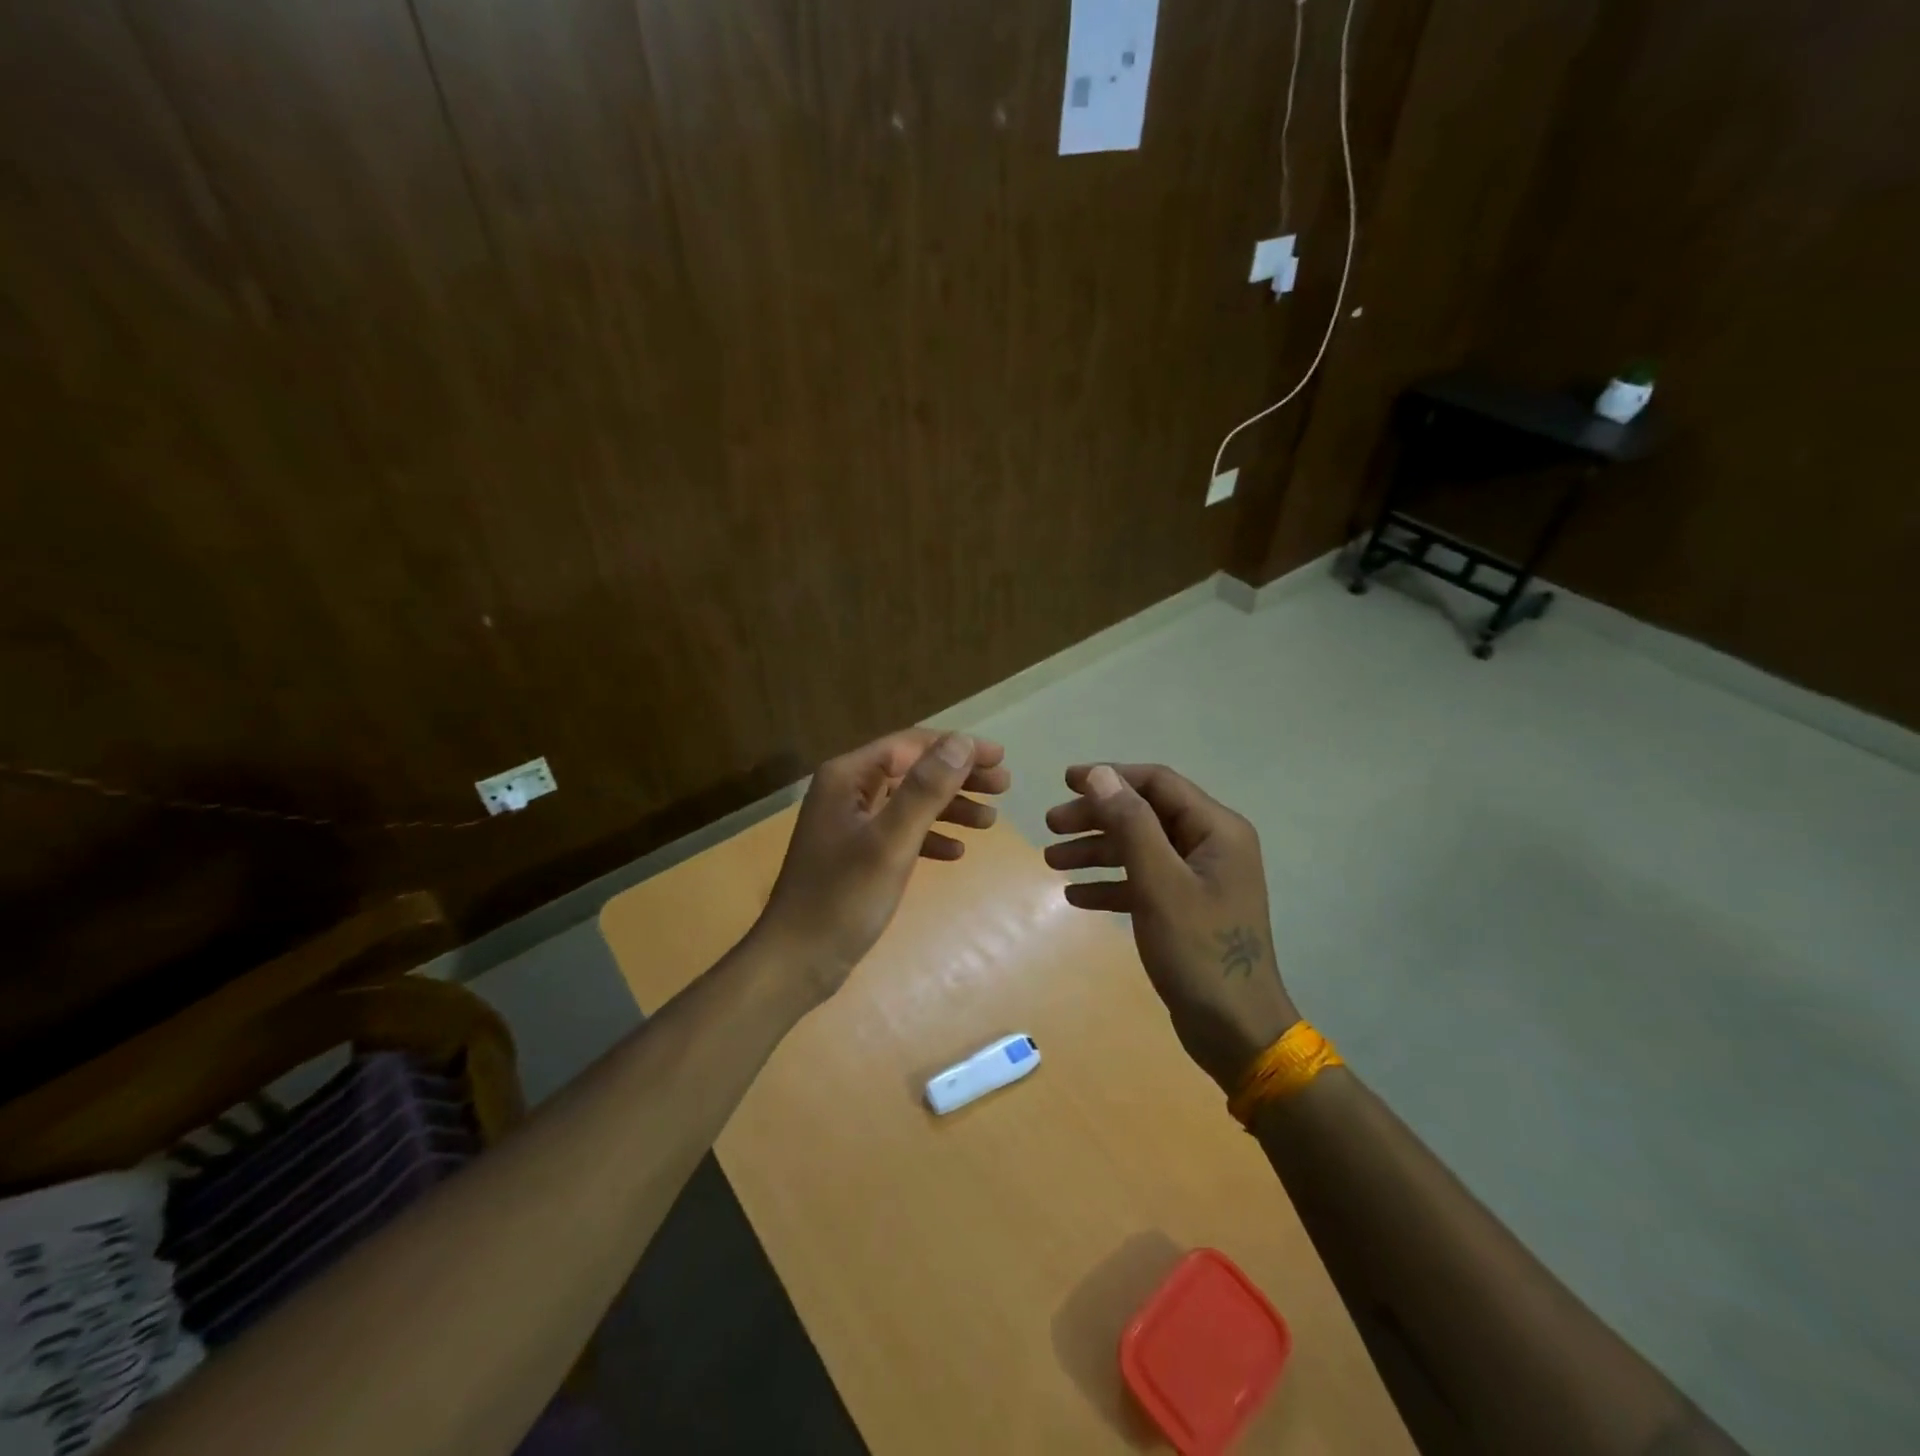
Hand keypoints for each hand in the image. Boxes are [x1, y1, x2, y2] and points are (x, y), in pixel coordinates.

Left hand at [754, 728, 1009, 1000]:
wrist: (796, 960)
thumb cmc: (843, 897)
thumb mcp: (891, 840)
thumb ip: (926, 789)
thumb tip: (962, 742)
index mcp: (848, 777)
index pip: (911, 745)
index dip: (957, 747)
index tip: (1000, 758)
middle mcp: (847, 791)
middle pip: (912, 770)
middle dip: (958, 776)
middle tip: (1004, 786)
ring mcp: (850, 824)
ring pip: (909, 802)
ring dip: (950, 807)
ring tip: (990, 821)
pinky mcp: (855, 853)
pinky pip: (900, 832)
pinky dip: (929, 836)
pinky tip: (956, 852)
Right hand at [1044, 763, 1297, 1092]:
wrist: (1236, 1031)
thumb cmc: (1199, 951)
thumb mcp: (1159, 883)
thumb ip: (1131, 825)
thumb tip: (1100, 774)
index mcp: (1216, 830)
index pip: (1157, 783)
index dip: (1110, 777)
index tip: (1064, 782)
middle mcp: (1211, 846)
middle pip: (1144, 815)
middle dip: (1096, 818)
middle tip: (1050, 827)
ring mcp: (1199, 879)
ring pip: (1139, 849)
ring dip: (1096, 851)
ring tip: (1052, 862)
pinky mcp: (1187, 909)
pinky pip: (1143, 882)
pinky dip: (1111, 885)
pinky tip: (1076, 897)